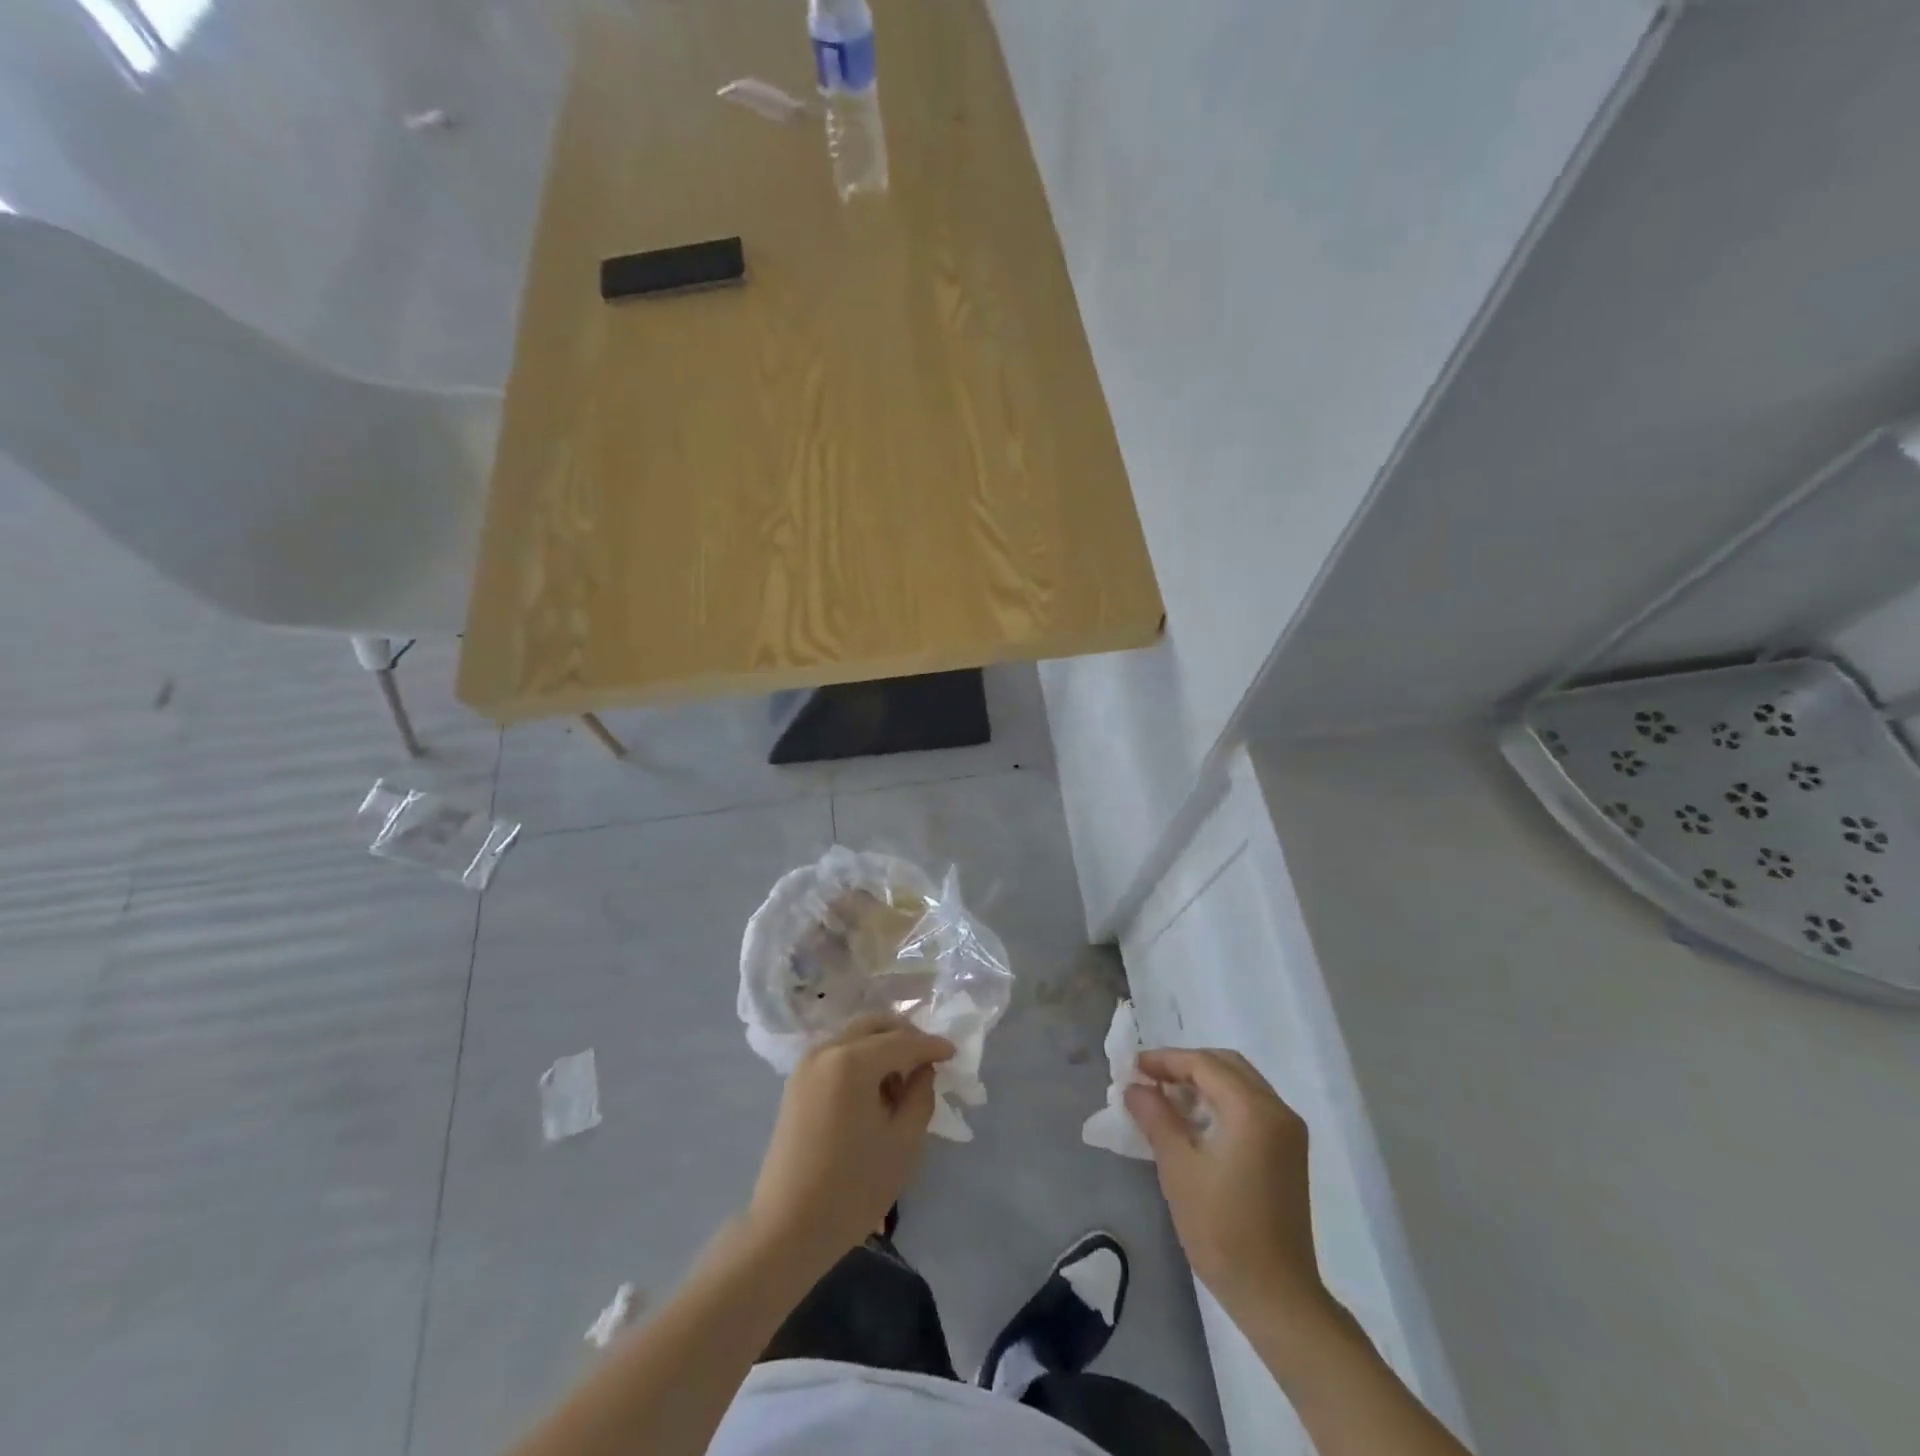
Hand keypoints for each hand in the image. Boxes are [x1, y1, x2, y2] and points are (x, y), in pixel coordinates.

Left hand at [747, 1014, 953, 1274]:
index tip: (955, 1053)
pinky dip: (861, 1058)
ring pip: (855, 1036)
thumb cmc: (852, 1188)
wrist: (786, 1228)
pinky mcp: (797, 1081)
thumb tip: (922, 1070)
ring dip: (883, 1047)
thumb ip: (921, 1094)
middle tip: (929, 1060)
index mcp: (852, 1060)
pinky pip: (838, 1053)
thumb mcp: (903, 1142)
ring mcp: (807, 1063)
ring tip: (903, 1081)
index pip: (902, 1041)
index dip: (932, 1046)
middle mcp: (826, 1049)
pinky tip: (876, 1089)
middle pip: (874, 1025)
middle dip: (905, 1036)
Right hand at [1126, 1048, 1327, 1325]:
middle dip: (1186, 1066)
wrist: (1276, 1296)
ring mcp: (1288, 1132)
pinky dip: (1221, 1102)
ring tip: (1166, 1099)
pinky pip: (1251, 1107)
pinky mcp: (1289, 1152)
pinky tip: (1194, 1122)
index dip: (1166, 1060)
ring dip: (1203, 1083)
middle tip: (1150, 1079)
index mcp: (1254, 1109)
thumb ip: (1156, 1117)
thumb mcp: (1178, 1167)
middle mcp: (1278, 1110)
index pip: (1205, 1064)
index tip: (1134, 1067)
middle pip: (1226, 1066)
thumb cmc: (1222, 1229)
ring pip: (1240, 1084)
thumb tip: (1135, 1087)